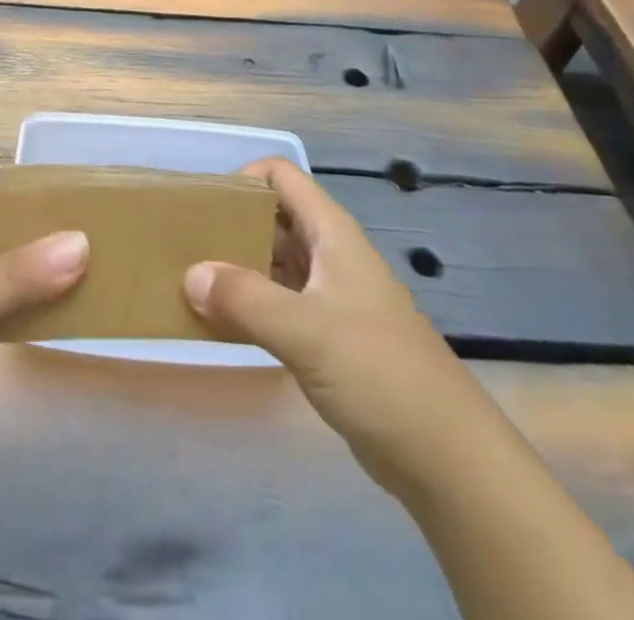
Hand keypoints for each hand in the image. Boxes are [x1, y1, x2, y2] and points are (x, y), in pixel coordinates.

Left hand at [0, 168, 88, 499]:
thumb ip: (19, 274)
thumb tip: (82, 242)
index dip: (17, 180)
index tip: (68, 184)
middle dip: (36, 223)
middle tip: (93, 223)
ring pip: (2, 269)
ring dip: (38, 266)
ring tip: (94, 261)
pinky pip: (4, 310)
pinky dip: (32, 306)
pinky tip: (69, 308)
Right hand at [183, 158, 480, 494]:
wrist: (447, 456)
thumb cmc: (378, 372)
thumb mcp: (306, 330)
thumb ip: (244, 299)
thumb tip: (189, 275)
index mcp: (331, 233)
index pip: (281, 176)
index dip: (242, 180)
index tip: (205, 208)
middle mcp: (330, 254)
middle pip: (273, 217)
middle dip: (231, 225)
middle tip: (187, 246)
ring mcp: (330, 296)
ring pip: (274, 261)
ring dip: (236, 267)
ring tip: (193, 283)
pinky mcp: (329, 336)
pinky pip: (279, 303)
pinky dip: (250, 305)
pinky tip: (221, 323)